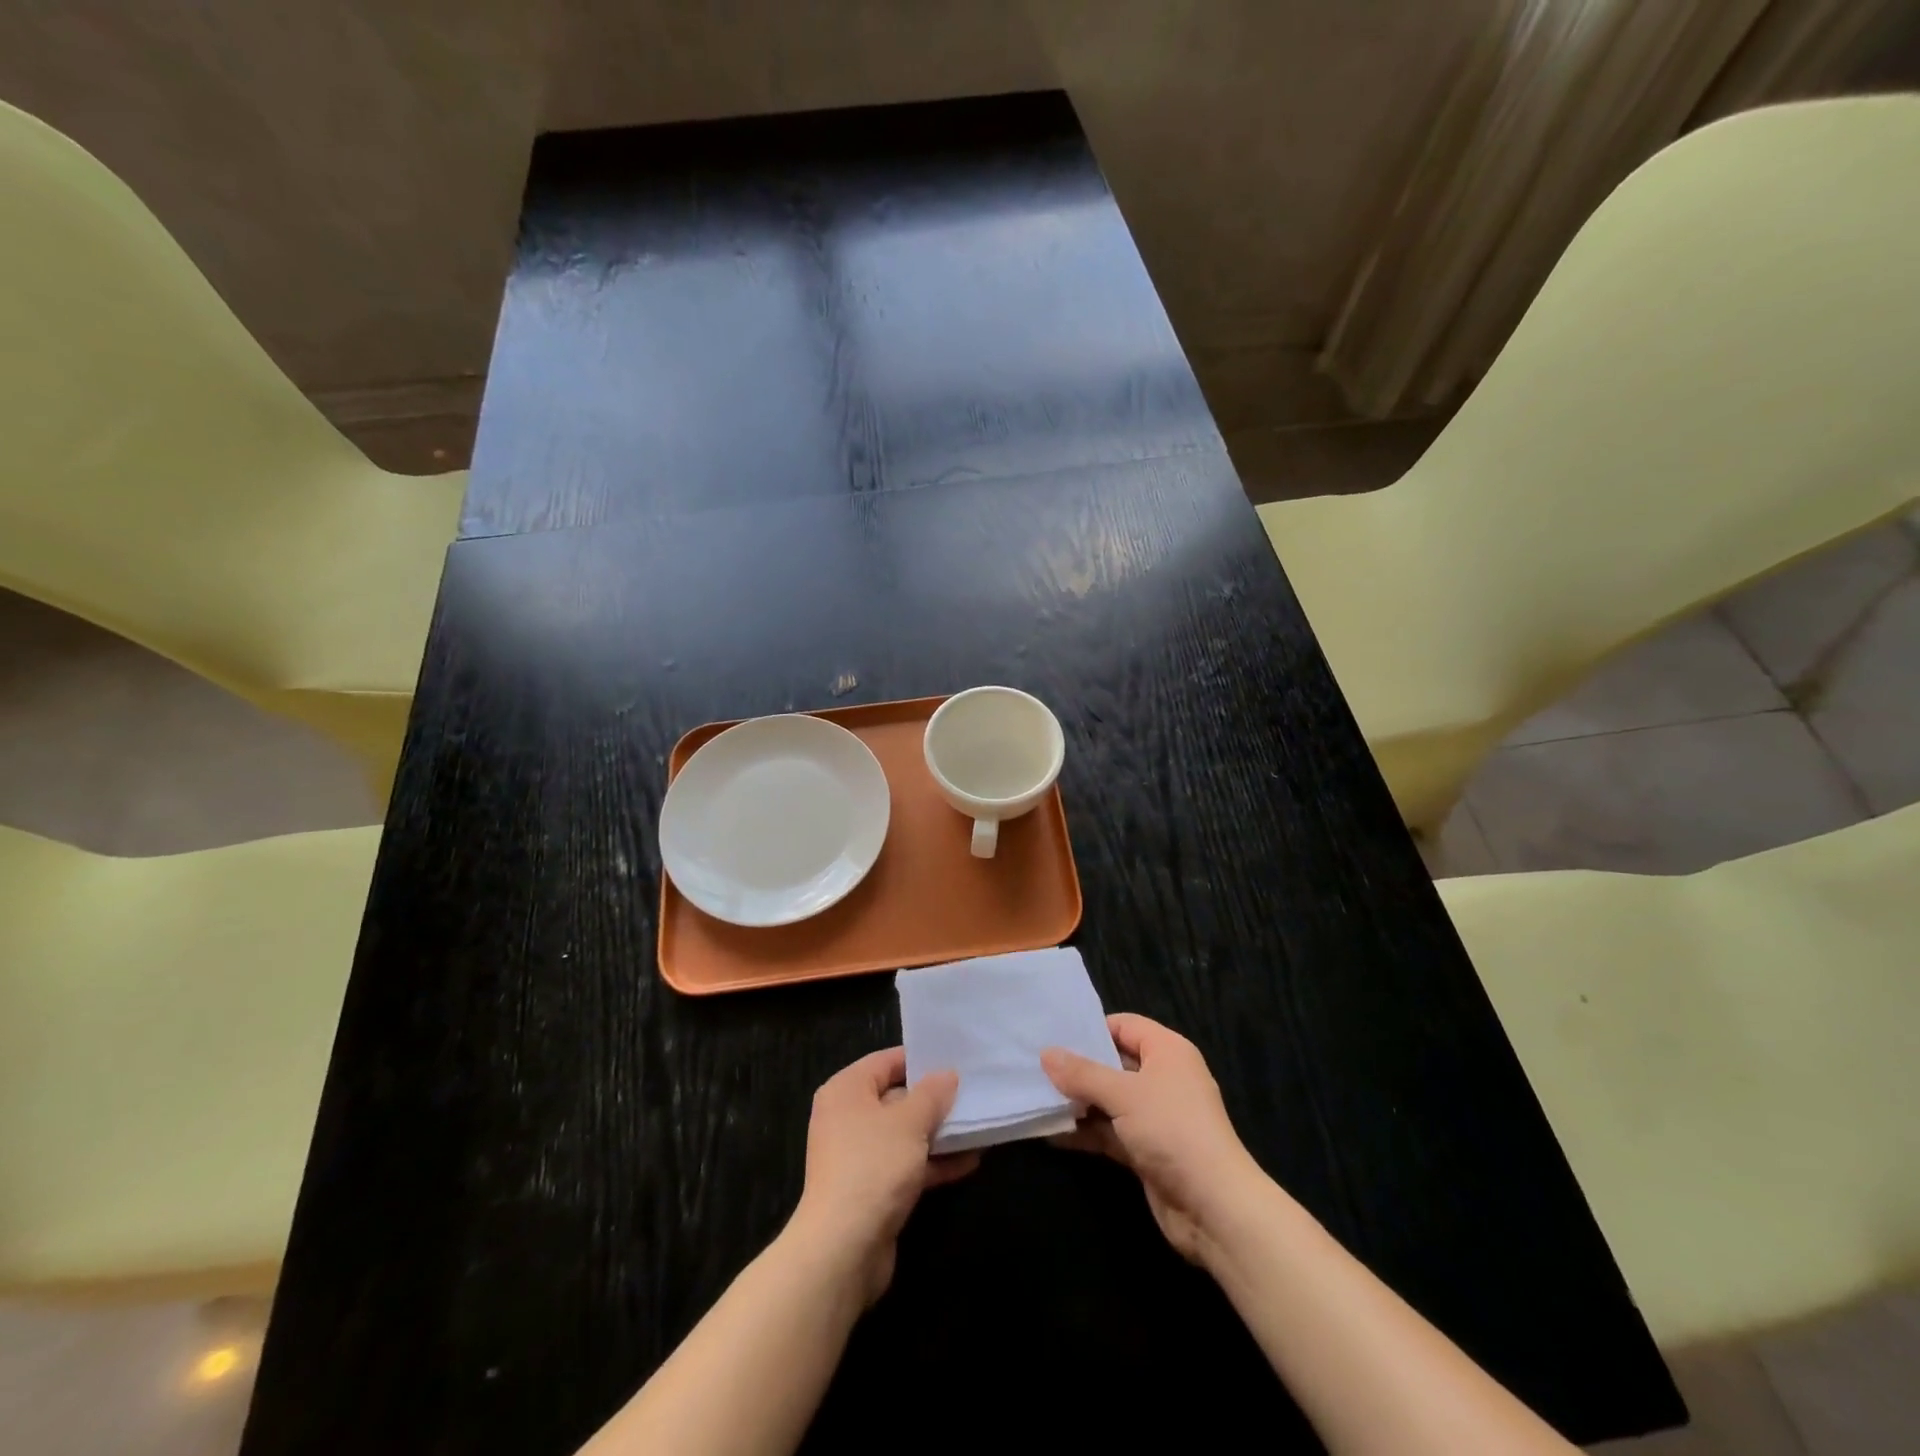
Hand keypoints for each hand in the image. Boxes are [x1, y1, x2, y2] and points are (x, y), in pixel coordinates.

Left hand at [787, 1047, 977, 1304]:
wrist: (843, 1250)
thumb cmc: (873, 1166)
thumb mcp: (910, 1122)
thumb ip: (932, 1094)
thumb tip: (947, 1075)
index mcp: (846, 1090)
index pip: (886, 1061)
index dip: (921, 1059)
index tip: (956, 1059)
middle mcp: (847, 1118)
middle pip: (896, 1097)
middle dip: (934, 1099)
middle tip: (972, 1092)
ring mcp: (858, 1156)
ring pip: (904, 1135)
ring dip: (938, 1133)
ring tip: (978, 1126)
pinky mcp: (871, 1189)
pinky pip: (905, 1165)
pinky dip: (932, 1163)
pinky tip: (969, 1162)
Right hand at [1042, 1013, 1265, 1264]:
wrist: (1214, 1208)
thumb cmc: (1171, 1130)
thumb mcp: (1123, 1094)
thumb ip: (1082, 1074)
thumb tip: (1046, 1054)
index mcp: (1167, 1051)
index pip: (1124, 1025)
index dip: (1091, 1029)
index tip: (1054, 1036)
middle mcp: (1163, 1078)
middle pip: (1114, 1063)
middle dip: (1077, 1068)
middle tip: (1036, 1066)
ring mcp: (1155, 1117)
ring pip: (1109, 1100)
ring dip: (1078, 1103)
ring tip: (1035, 1098)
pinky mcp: (1147, 1150)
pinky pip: (1110, 1132)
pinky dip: (1086, 1132)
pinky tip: (1051, 1134)